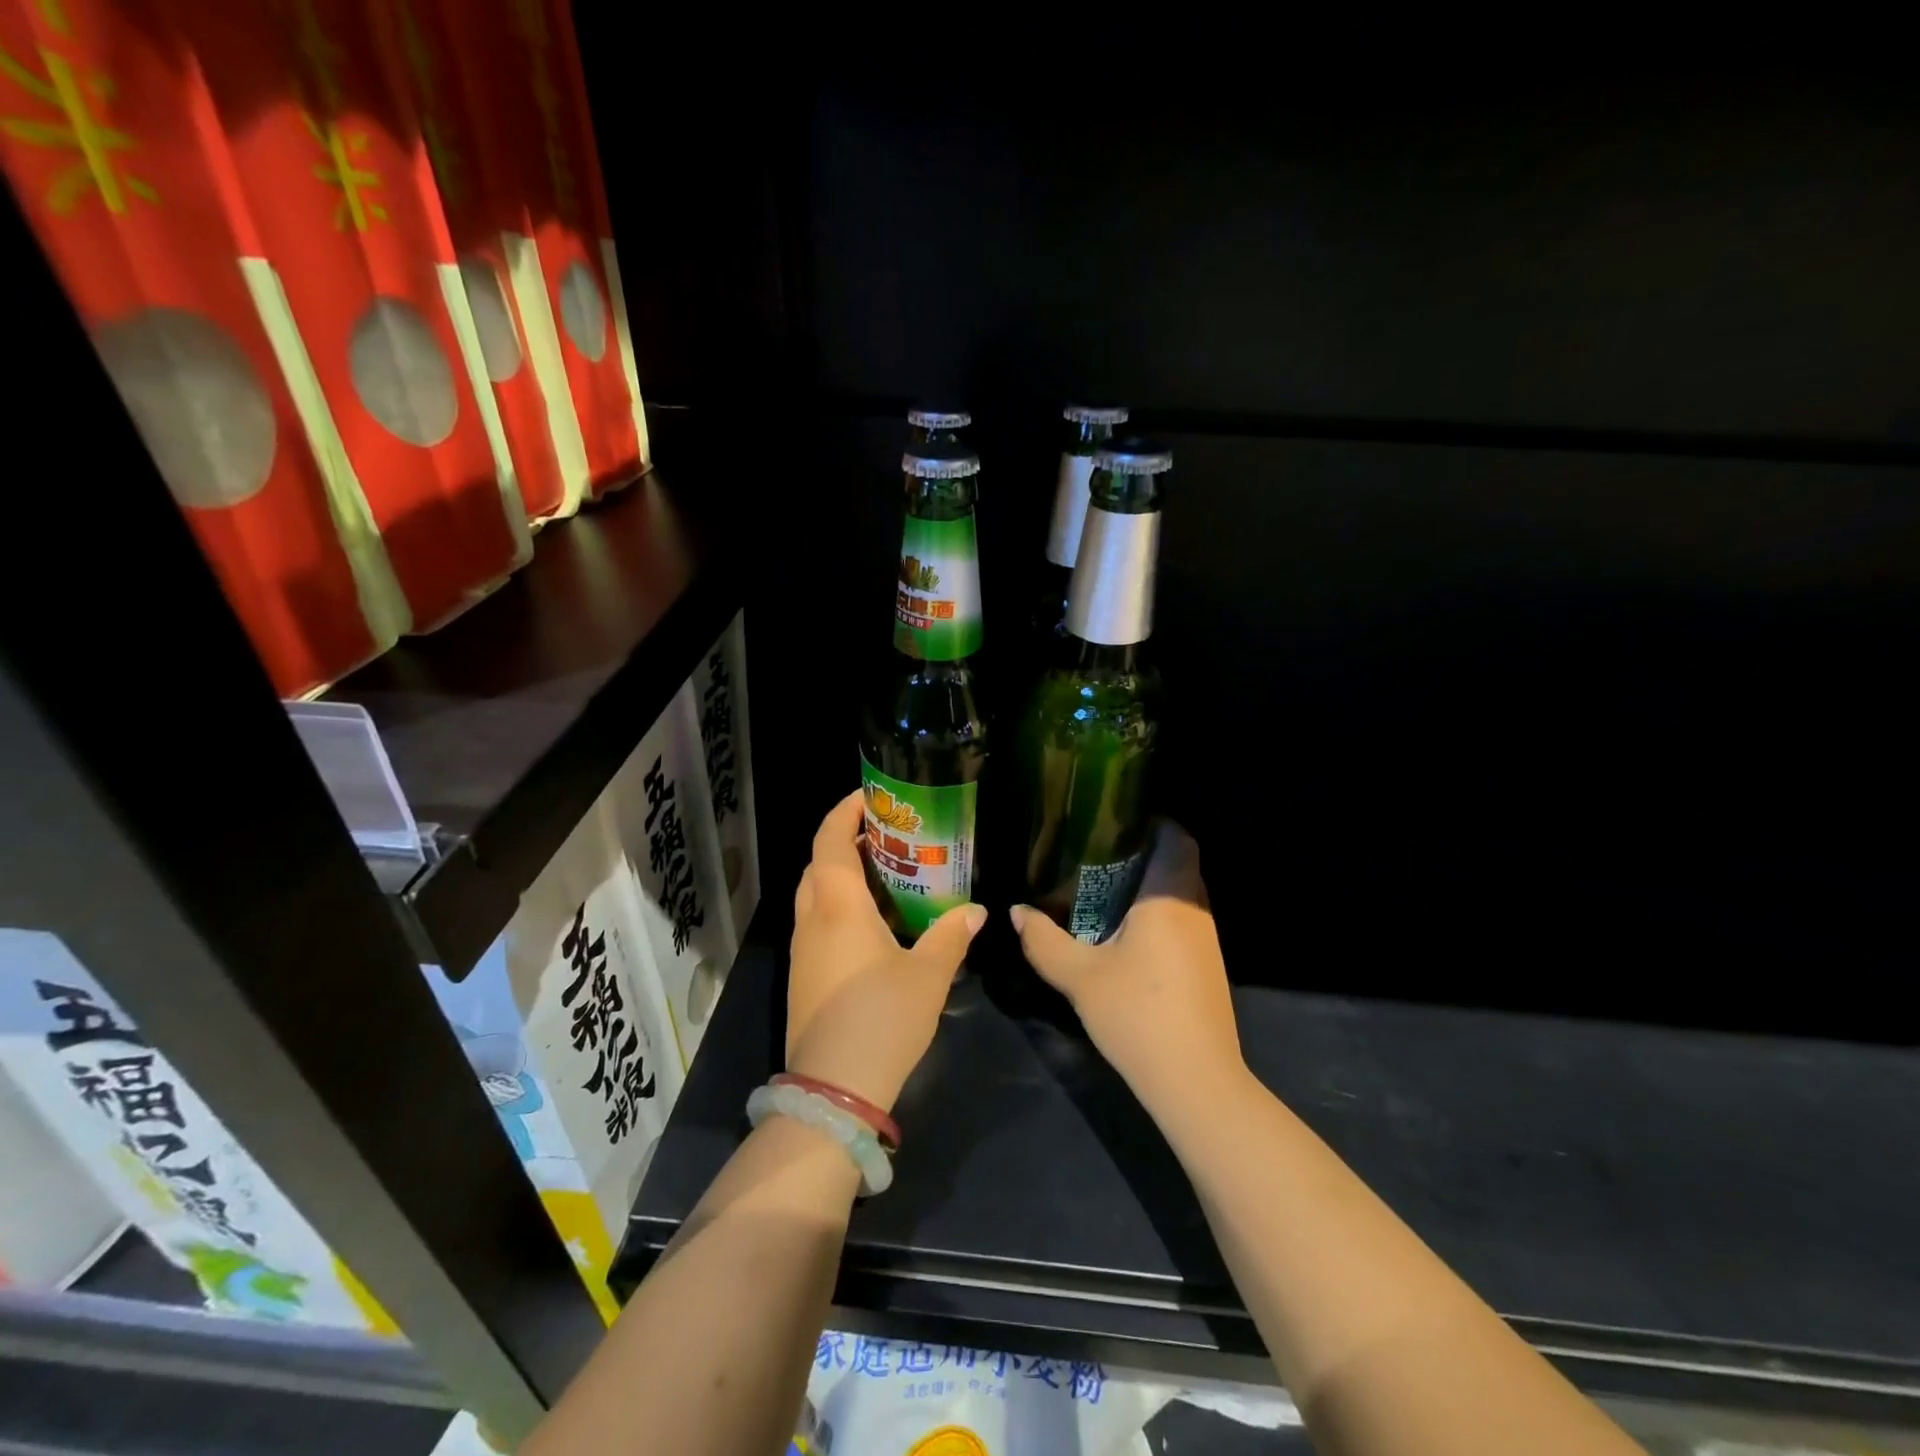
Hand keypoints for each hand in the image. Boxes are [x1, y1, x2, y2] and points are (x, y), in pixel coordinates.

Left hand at [786, 790, 986, 1111]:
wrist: (833, 1091)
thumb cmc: (881, 1019)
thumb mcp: (928, 976)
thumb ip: (951, 937)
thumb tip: (978, 910)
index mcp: (838, 907)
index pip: (829, 841)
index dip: (845, 812)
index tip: (871, 797)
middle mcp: (813, 921)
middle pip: (819, 864)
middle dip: (846, 841)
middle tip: (888, 836)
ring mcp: (804, 951)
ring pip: (816, 895)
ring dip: (842, 875)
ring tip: (887, 874)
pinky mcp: (805, 977)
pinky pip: (819, 923)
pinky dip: (840, 907)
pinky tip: (875, 924)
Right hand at [1012, 821, 1243, 1113]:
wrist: (1196, 1082)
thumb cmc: (1138, 1015)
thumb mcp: (1079, 977)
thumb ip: (1044, 940)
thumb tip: (1016, 911)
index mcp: (1169, 898)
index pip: (1176, 838)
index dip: (1153, 822)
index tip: (1114, 820)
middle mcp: (1196, 911)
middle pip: (1177, 864)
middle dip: (1142, 854)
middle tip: (1096, 854)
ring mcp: (1207, 941)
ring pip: (1180, 896)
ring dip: (1149, 888)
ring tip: (1103, 889)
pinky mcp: (1208, 967)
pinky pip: (1183, 921)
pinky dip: (1157, 915)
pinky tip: (1124, 933)